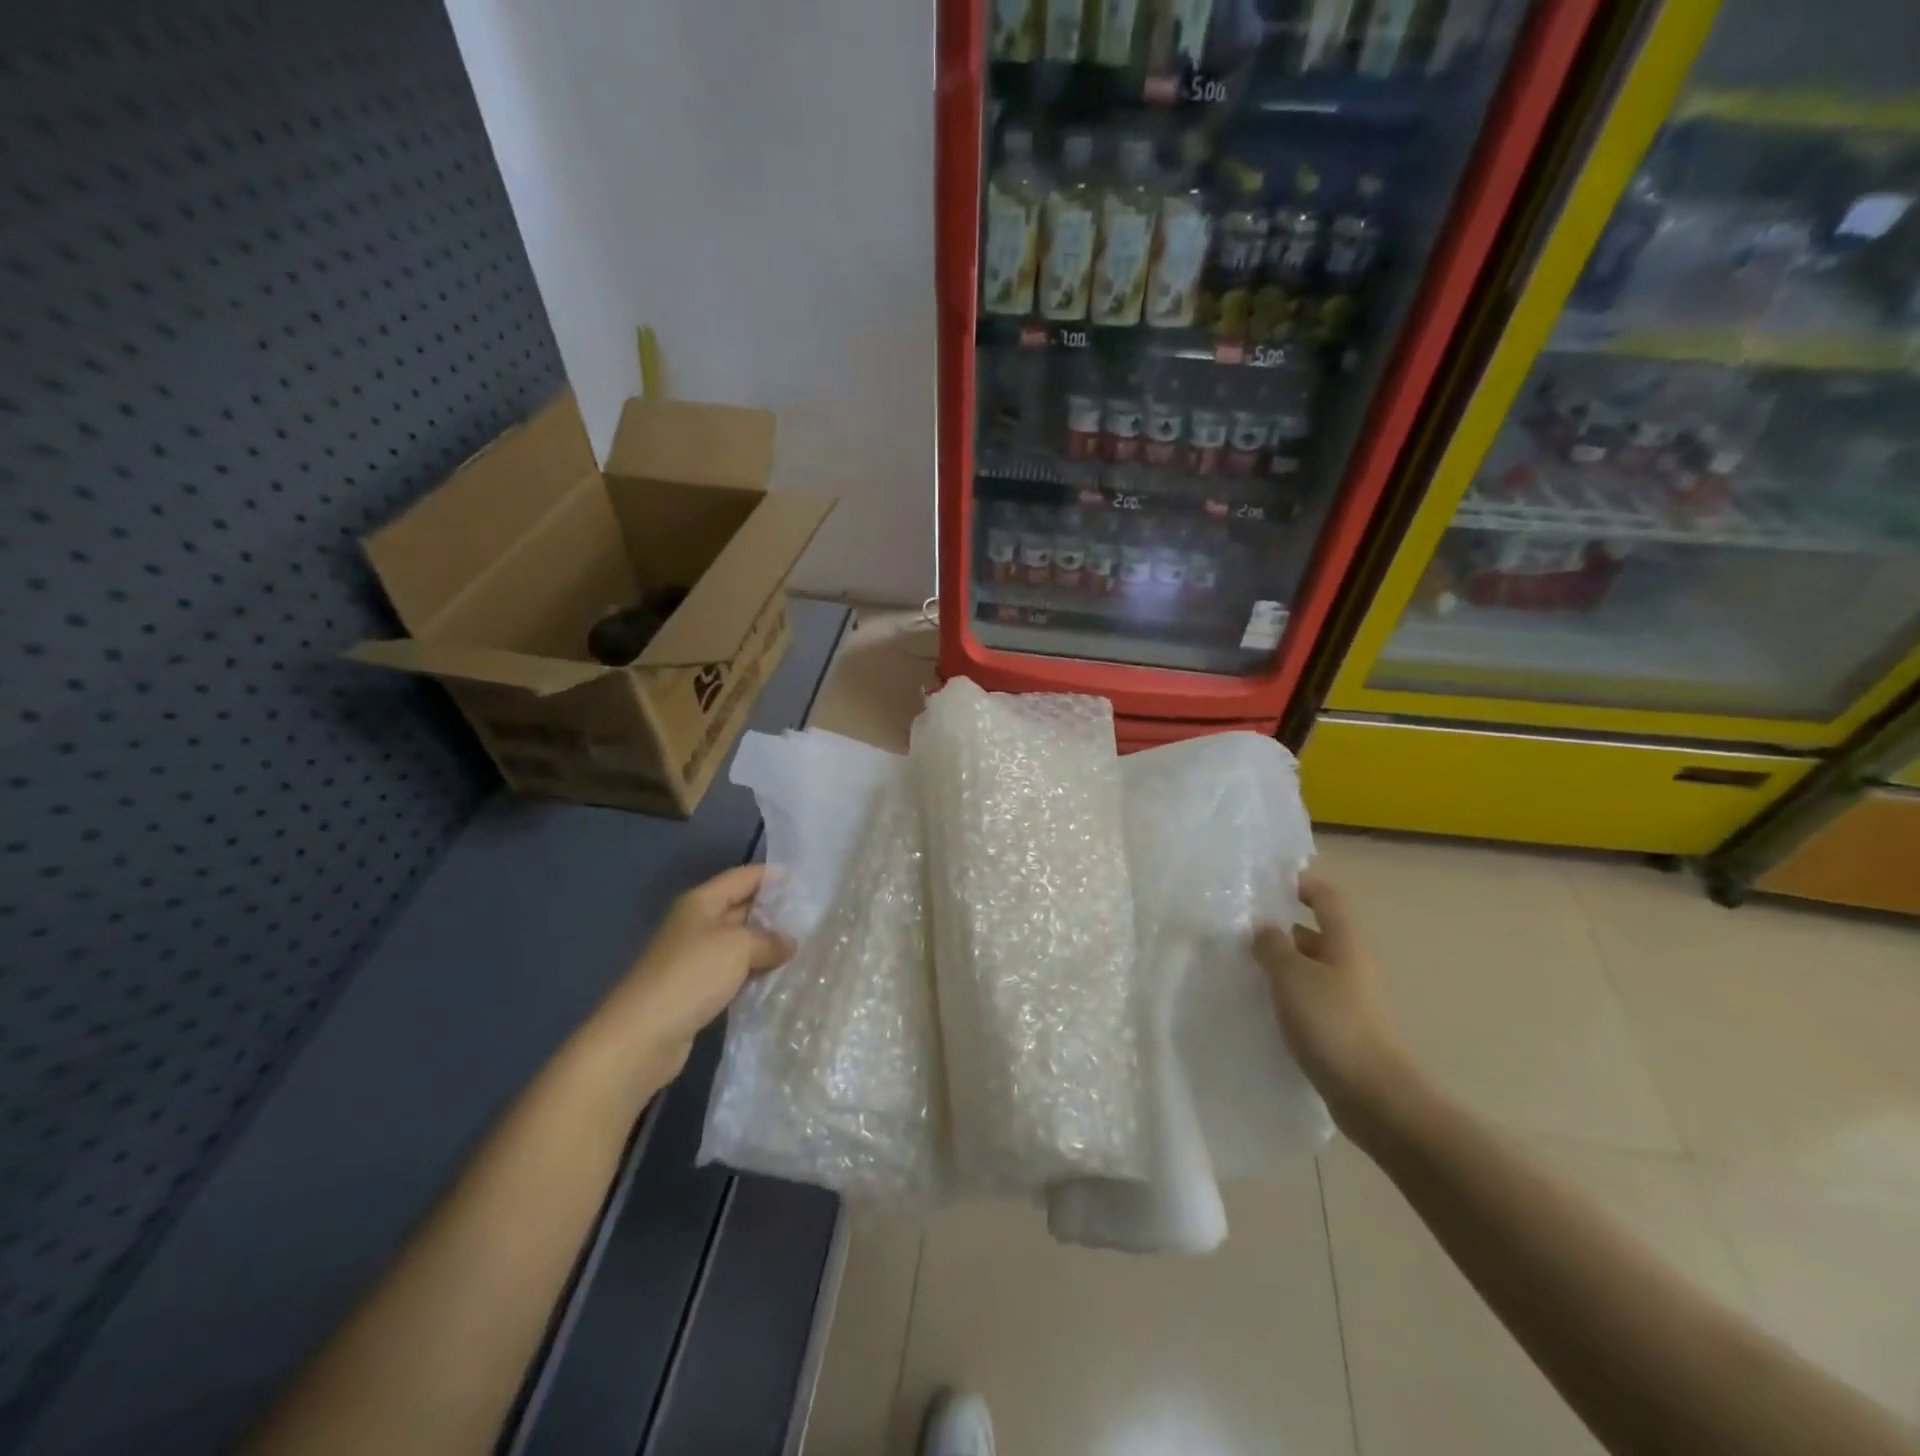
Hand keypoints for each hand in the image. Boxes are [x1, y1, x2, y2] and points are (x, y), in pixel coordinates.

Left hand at [597, 865, 794, 1086]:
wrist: (643, 1035)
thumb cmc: (691, 975)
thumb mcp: (738, 948)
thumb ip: (769, 940)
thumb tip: (790, 943)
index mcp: (701, 902)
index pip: (743, 877)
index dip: (773, 876)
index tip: (806, 881)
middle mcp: (696, 923)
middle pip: (741, 907)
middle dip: (774, 911)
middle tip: (812, 916)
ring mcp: (694, 957)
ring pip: (739, 942)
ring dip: (766, 945)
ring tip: (803, 946)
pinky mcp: (696, 988)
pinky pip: (733, 970)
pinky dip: (754, 971)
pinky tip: (778, 977)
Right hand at [1253, 872, 1410, 1131]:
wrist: (1373, 1096)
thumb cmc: (1332, 1024)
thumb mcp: (1292, 977)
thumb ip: (1272, 946)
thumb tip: (1263, 927)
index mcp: (1345, 943)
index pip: (1327, 898)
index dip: (1301, 885)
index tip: (1267, 886)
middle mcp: (1350, 964)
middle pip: (1315, 933)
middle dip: (1280, 929)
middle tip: (1239, 931)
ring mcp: (1348, 998)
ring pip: (1309, 968)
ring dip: (1280, 964)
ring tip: (1242, 967)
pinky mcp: (1341, 1028)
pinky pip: (1309, 998)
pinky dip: (1286, 994)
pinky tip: (1260, 1004)